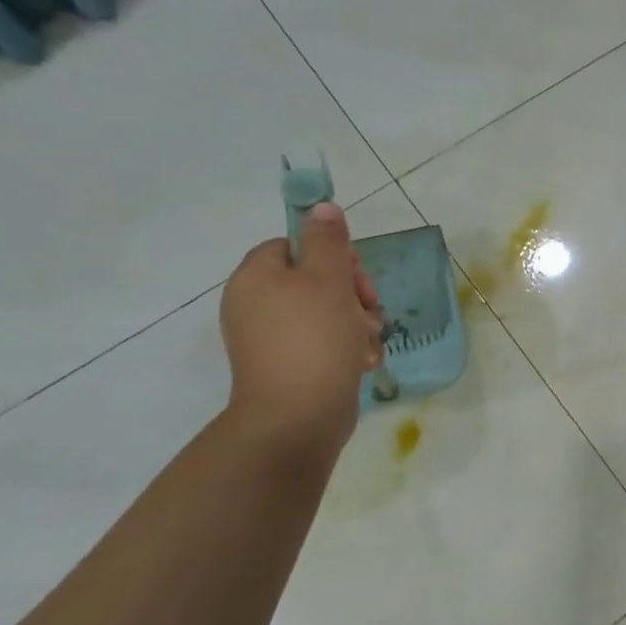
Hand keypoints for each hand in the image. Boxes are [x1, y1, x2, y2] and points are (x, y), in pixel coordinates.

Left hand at [219, 203, 381, 460]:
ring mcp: (271, 341)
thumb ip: (328, 240)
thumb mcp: (328, 279)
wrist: (298, 417)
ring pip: (327, 314)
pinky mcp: (290, 368)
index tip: (355, 272)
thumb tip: (321, 206)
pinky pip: (324, 344)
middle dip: (352, 293)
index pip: (293, 246)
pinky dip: (347, 349)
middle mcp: (256, 306)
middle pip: (314, 281)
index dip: (330, 255)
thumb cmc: (313, 339)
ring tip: (367, 341)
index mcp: (256, 278)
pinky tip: (362, 362)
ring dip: (357, 323)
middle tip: (369, 308)